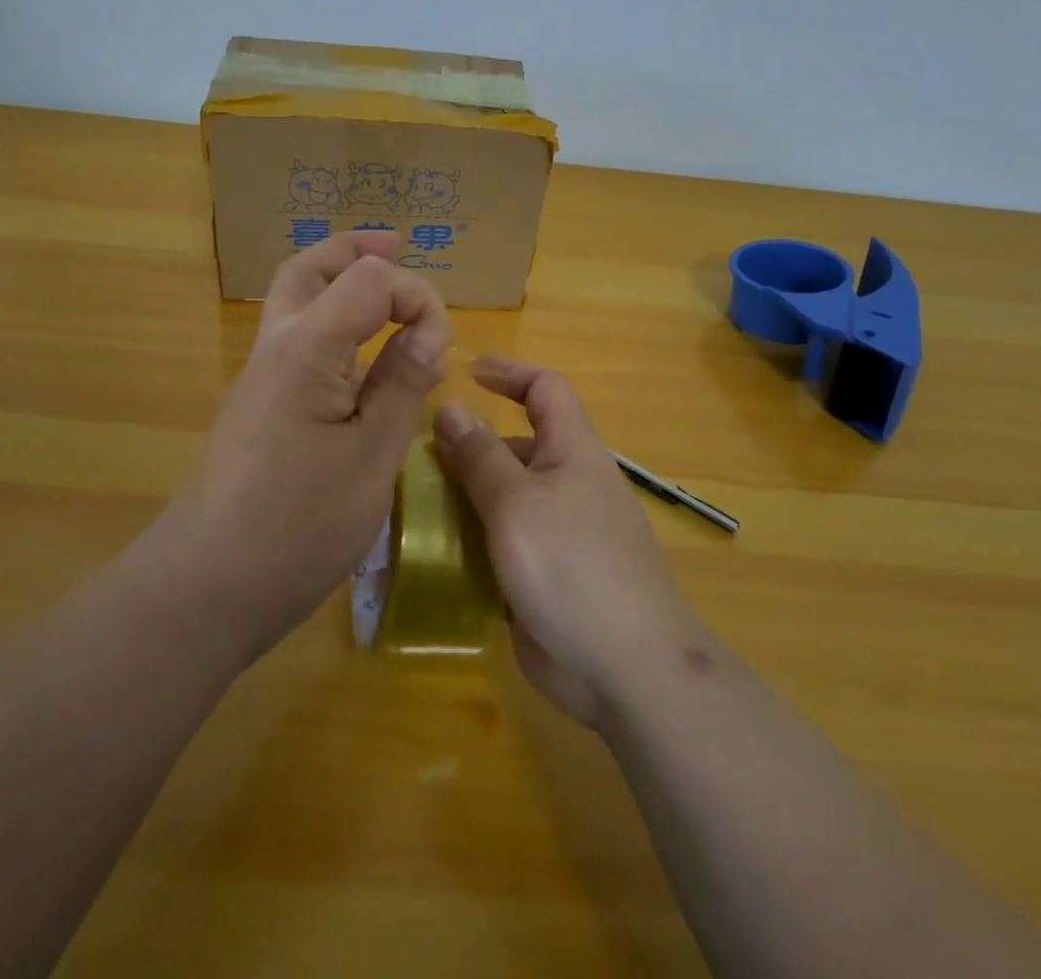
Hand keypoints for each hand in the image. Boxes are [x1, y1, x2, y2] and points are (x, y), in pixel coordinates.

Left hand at [166, 232, 450, 663]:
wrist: (205, 586)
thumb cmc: (298, 526)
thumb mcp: (372, 457)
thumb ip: (401, 384)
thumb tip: (428, 333)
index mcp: (308, 347)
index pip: (370, 280)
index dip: (417, 299)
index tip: (440, 350)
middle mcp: (276, 346)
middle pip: (309, 269)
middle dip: (355, 250)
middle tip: (394, 245)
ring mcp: (259, 376)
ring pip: (294, 299)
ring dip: (337, 280)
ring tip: (381, 286)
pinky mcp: (256, 405)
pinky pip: (294, 338)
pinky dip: (329, 321)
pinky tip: (358, 354)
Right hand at [433, 357, 700, 726]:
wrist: (627, 669)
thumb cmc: (572, 567)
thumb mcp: (517, 503)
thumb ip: (481, 455)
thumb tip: (451, 407)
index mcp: (572, 451)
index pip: (545, 389)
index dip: (509, 372)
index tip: (465, 372)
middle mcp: (567, 483)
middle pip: (517, 445)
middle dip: (471, 444)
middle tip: (415, 456)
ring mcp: (558, 532)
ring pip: (505, 496)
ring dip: (464, 494)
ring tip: (412, 502)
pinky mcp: (546, 574)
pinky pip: (504, 540)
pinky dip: (473, 537)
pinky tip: (434, 550)